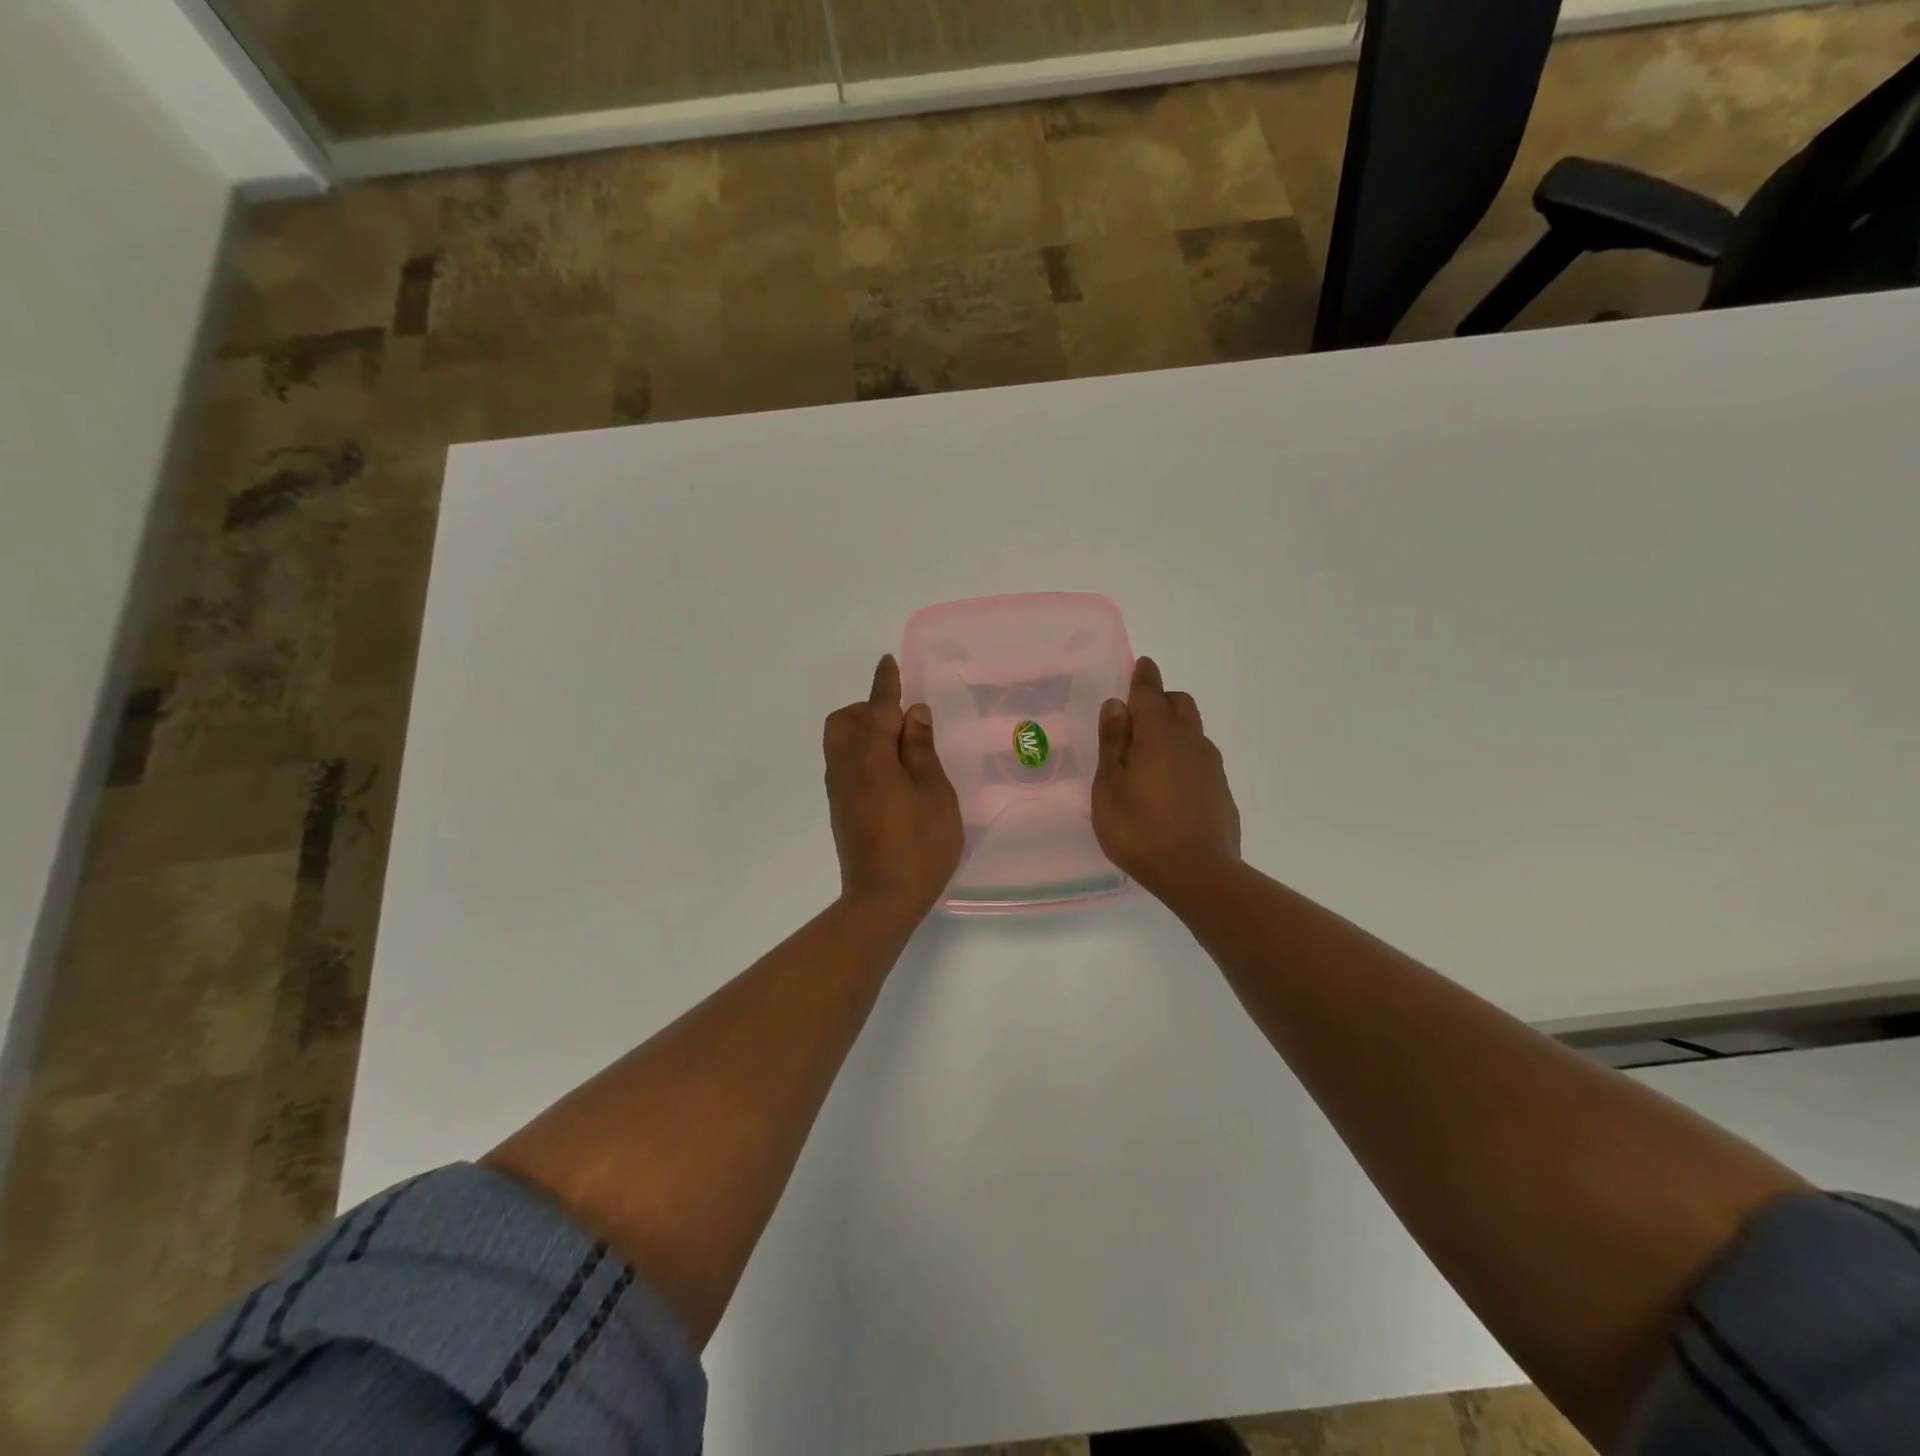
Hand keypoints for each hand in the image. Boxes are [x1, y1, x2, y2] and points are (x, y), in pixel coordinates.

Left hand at [824, 655, 963, 921]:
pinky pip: (845, 764)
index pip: (877, 708)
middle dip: (869, 709)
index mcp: (870, 757)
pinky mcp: (841, 809)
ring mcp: (839, 790)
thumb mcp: (934, 793)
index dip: (886, 684)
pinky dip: (863, 754)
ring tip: (903, 750)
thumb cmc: (919, 845)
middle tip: (905, 724)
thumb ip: (921, 750)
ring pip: (840, 742)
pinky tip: (892, 775)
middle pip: (844, 721)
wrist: (882, 900)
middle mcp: (846, 767)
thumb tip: (913, 714)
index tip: (889, 662)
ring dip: (865, 732)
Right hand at [1092, 657, 1241, 903]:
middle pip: (1180, 704)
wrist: (1198, 874)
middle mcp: (1190, 742)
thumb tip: (1118, 705)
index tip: (1142, 664)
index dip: (1144, 676)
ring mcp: (1211, 767)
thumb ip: (1113, 743)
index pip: (1151, 692)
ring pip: (1193, 732)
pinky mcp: (1221, 792)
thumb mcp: (1110, 786)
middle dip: (1160, 701)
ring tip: (1149, 758)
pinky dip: (1184, 759)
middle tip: (1135, 719)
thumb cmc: (1140, 828)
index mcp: (1158, 734)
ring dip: (1173, 731)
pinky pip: (1200, 761)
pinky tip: (1169, 788)